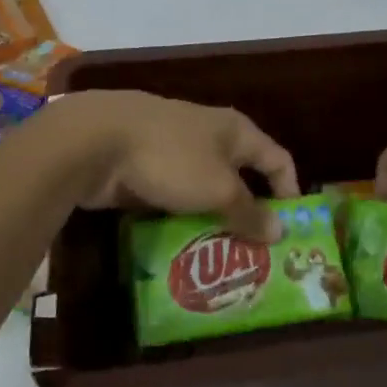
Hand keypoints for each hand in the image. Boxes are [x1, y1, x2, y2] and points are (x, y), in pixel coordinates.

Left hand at [57, 91, 299, 241]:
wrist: (96, 141)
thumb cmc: (171, 158)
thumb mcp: (218, 189)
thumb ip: (249, 211)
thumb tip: (281, 231)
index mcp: (235, 130)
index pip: (278, 158)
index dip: (289, 190)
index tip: (291, 228)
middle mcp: (209, 134)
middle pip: (240, 175)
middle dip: (248, 211)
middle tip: (255, 252)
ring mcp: (174, 148)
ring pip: (204, 188)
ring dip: (212, 218)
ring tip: (219, 256)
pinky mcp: (145, 165)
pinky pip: (174, 195)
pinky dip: (181, 217)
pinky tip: (180, 244)